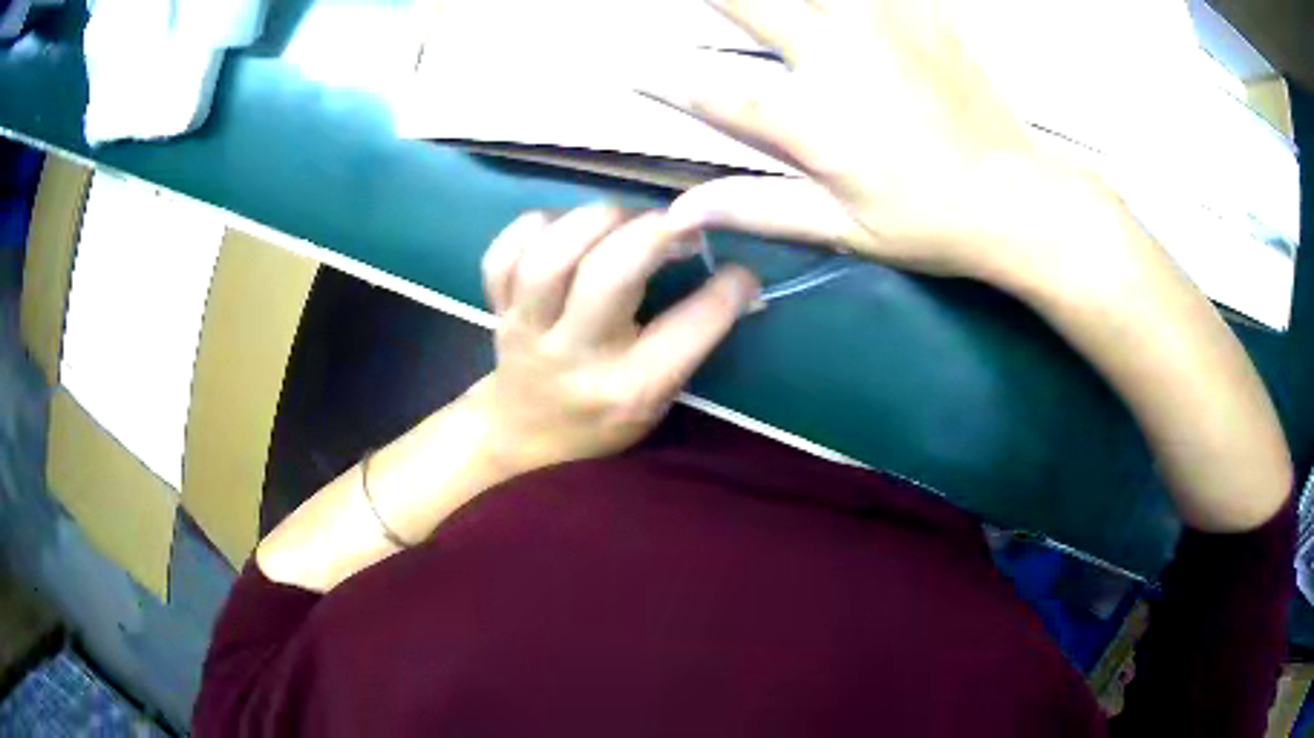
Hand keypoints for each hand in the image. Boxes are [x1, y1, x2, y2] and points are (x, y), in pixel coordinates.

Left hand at [473, 204, 758, 474]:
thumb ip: (694, 340)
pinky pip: (502, 256)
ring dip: (592, 220)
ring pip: (548, 257)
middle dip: (650, 232)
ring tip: (620, 218)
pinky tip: (563, 228)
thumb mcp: (660, 398)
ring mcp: (527, 330)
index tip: (742, 269)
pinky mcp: (497, 309)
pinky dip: (534, 227)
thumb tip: (741, 283)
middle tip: (675, 224)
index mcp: (629, 388)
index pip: (689, 326)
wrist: (525, 437)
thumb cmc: (604, 420)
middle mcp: (576, 356)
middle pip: (608, 275)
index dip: (728, 288)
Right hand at [646, 0, 1144, 298]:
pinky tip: (840, 1)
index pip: (719, 91)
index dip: (667, 80)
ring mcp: (887, 26)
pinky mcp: (923, 15)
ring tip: (754, 0)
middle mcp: (843, 57)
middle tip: (690, 3)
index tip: (632, 70)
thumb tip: (681, 211)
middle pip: (755, 3)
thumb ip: (760, 207)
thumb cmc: (930, 222)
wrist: (1017, 198)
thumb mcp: (845, 228)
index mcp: (820, 119)